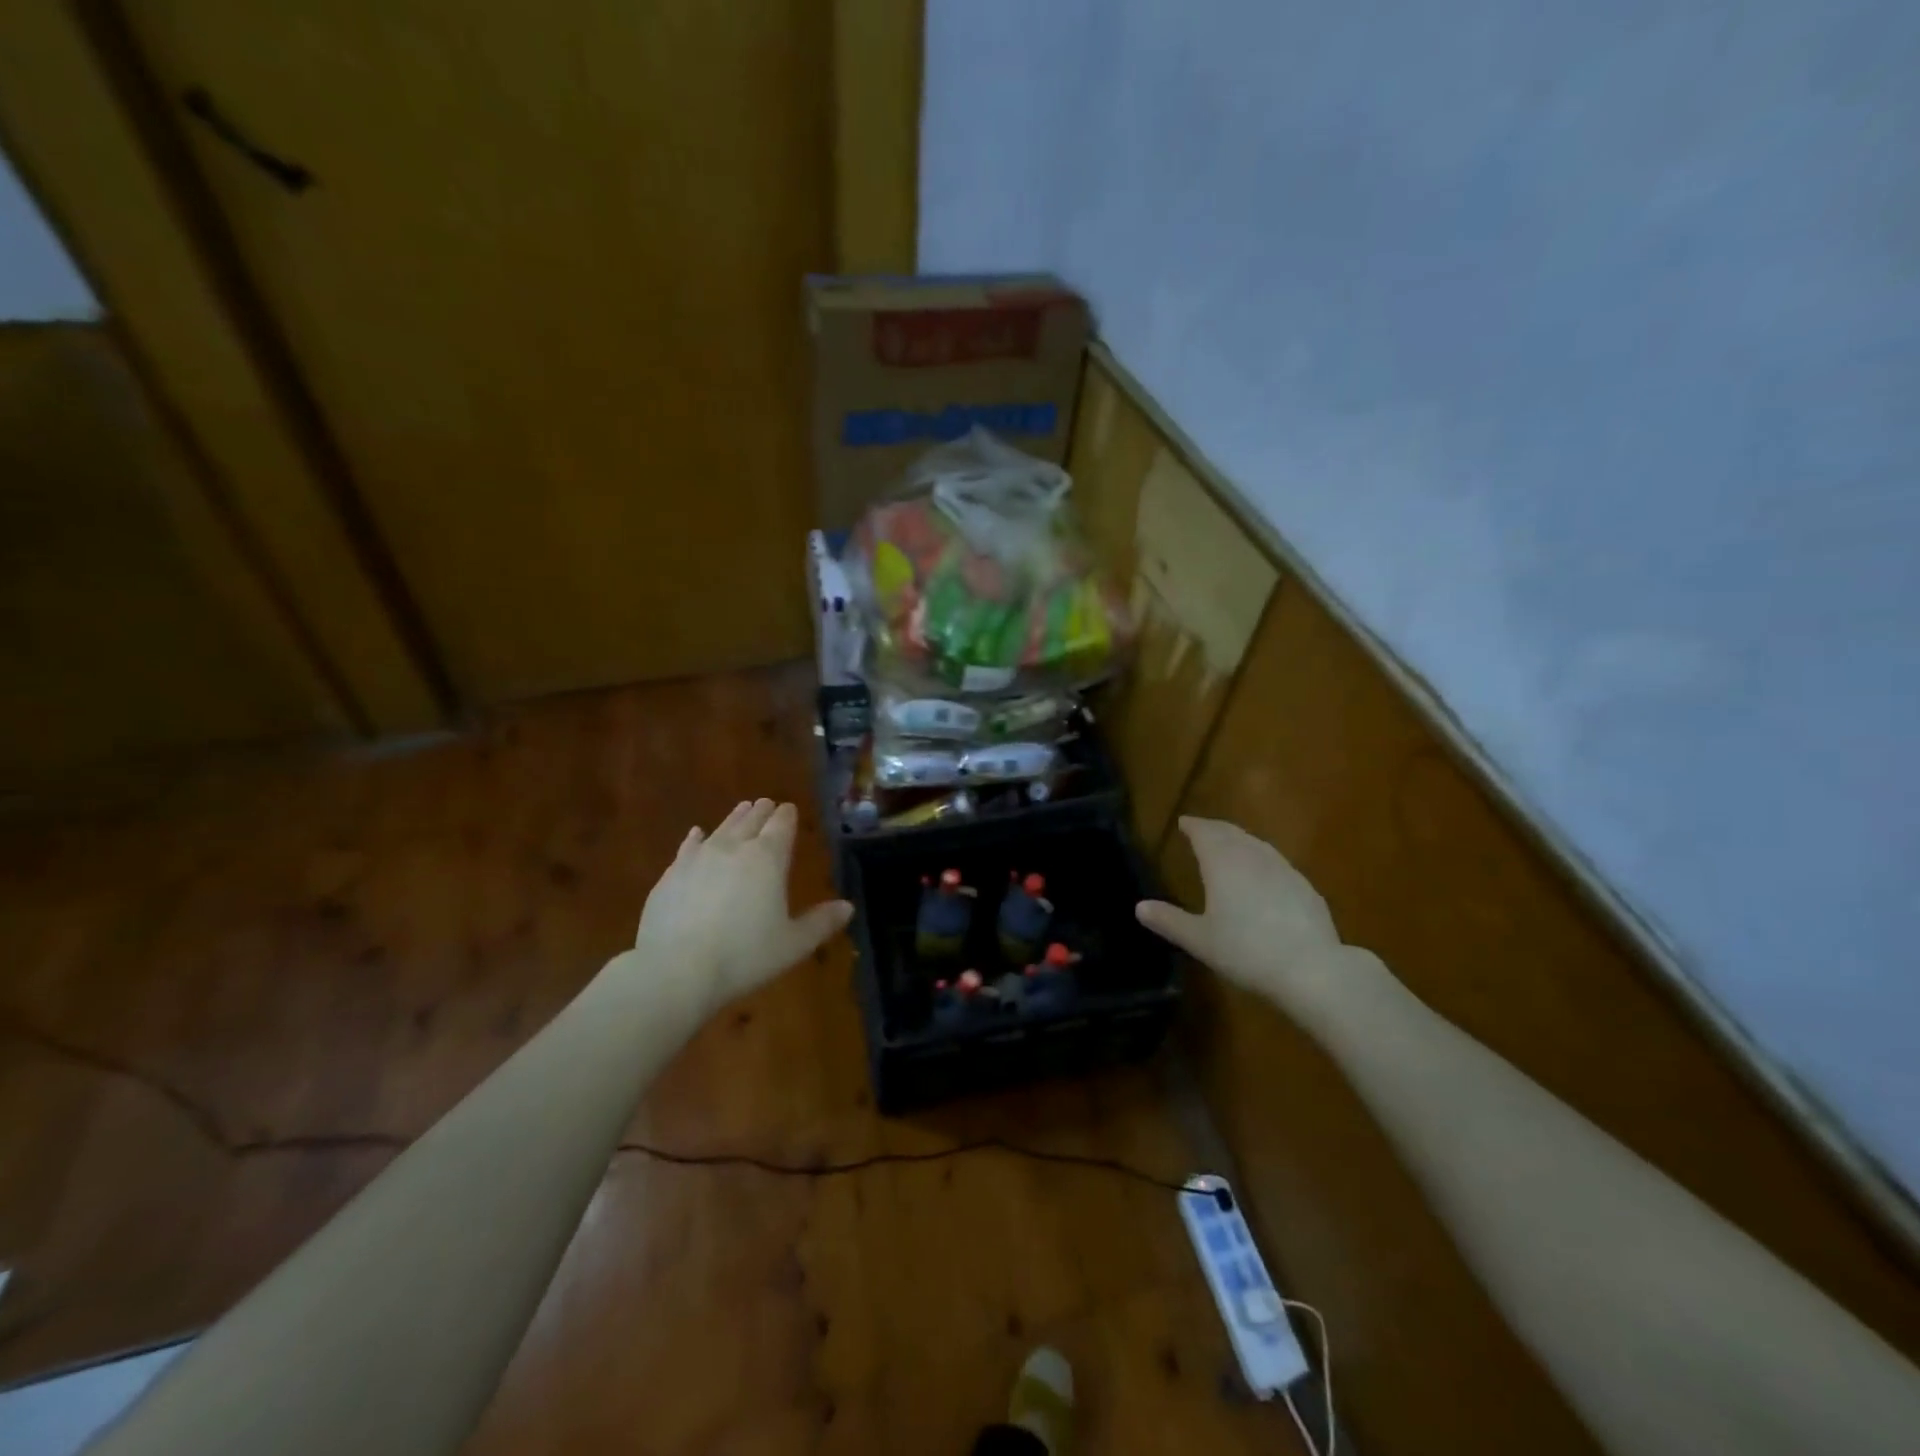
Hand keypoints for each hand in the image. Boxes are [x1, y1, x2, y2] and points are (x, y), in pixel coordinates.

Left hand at [632, 799, 852, 1022]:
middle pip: (751, 821)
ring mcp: (699, 858)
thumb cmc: (744, 956)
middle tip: (767, 804)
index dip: (787, 816)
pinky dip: (696, 838)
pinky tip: (697, 834)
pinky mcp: (672, 874)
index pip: (781, 826)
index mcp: (768, 859)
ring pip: (722, 828)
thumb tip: (848, 907)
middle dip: (762, 811)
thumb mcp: (793, 945)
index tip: (789, 809)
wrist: (675, 970)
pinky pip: (688, 847)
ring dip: (734, 818)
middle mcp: (734, 848)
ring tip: (742, 809)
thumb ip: (821, 923)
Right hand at [1136, 817, 1343, 1015]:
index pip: (1205, 833)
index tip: (1183, 822)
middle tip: (1202, 829)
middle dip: (1215, 828)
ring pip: (1256, 844)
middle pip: (1231, 833)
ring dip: (1239, 840)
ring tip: (1230, 845)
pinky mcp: (1304, 886)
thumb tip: (1139, 907)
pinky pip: (1275, 862)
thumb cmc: (1246, 951)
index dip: (1193, 826)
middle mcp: (1252, 857)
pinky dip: (1261, 859)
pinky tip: (1263, 876)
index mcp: (1222, 863)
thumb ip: (1169, 921)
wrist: (1311, 968)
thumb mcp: (1199, 940)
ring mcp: (1283, 869)